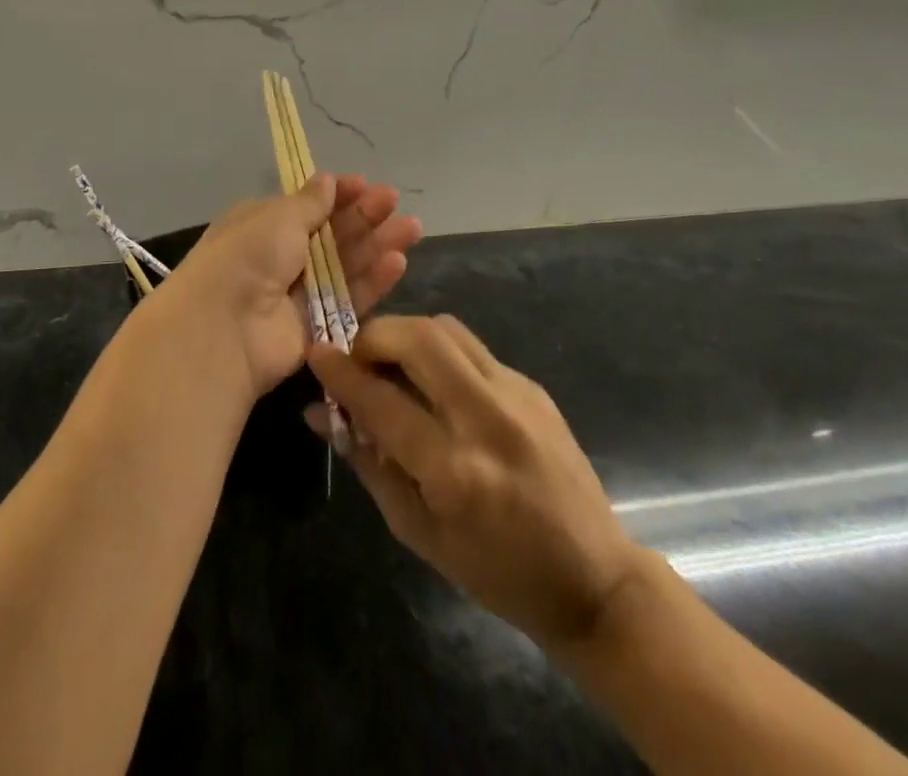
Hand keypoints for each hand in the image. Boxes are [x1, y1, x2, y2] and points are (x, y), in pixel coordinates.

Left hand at [161, 175, 422, 399]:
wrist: (223, 328)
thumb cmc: (247, 257)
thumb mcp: (278, 218)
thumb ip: (310, 203)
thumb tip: (328, 179)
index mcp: (263, 225)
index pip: (307, 206)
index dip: (337, 195)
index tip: (365, 184)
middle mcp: (281, 257)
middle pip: (331, 234)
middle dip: (363, 217)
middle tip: (394, 202)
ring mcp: (299, 294)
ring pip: (345, 266)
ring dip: (376, 245)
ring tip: (411, 228)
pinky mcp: (317, 327)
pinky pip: (348, 301)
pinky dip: (372, 282)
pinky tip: (398, 262)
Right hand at [307, 315, 643, 653]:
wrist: (593, 578)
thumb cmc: (496, 571)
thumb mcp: (418, 532)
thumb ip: (367, 464)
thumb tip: (320, 415)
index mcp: (453, 469)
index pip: (381, 400)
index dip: (340, 372)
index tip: (315, 351)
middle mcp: (485, 418)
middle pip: (418, 339)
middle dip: (375, 335)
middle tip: (357, 355)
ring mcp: (515, 394)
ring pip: (446, 329)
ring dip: (407, 334)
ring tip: (391, 362)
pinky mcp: (532, 385)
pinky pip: (472, 348)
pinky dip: (439, 352)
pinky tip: (434, 383)